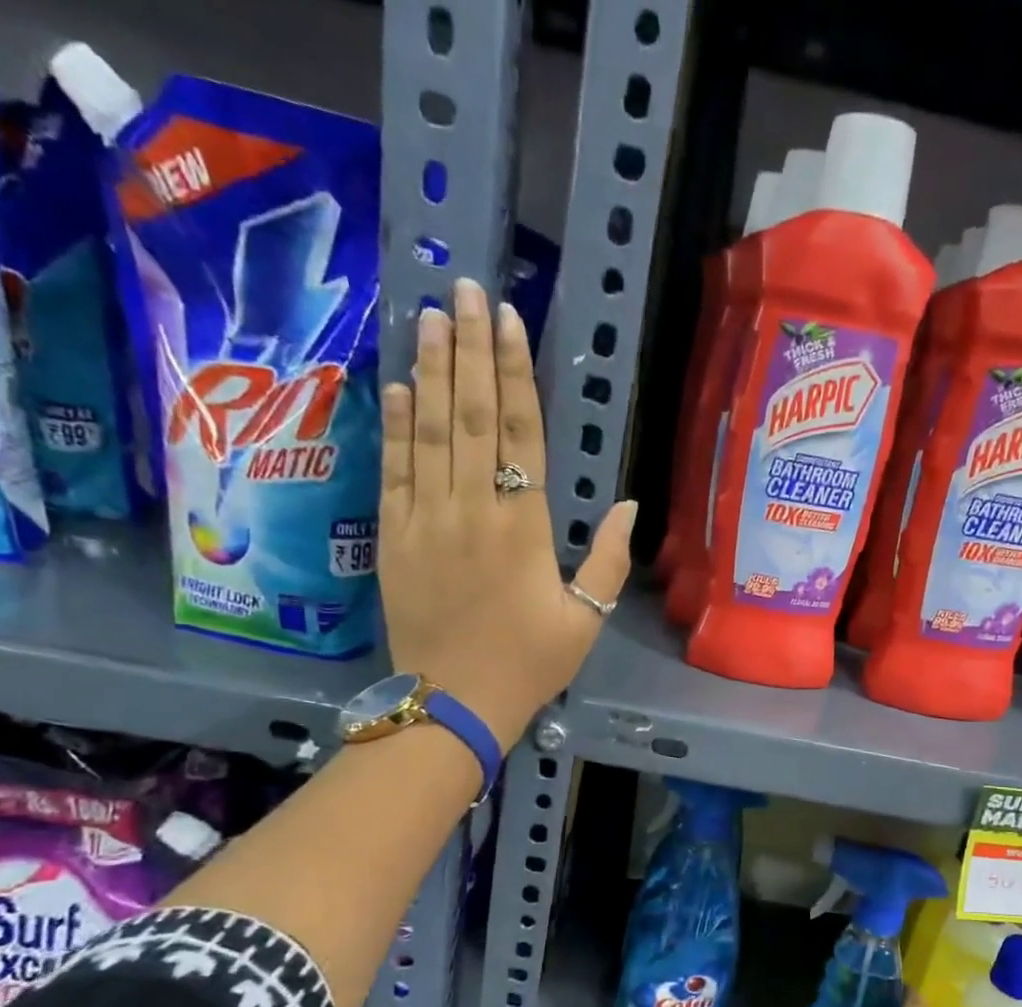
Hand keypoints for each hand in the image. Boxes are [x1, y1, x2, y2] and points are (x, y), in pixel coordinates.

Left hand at [378, 278, 635, 749]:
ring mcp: (426, 520)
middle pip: (471, 416)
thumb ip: (608, 560)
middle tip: (464, 288)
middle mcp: (472, 510)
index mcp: (523, 528)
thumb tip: (628, 503)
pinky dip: (397, 424)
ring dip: (432, 371)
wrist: (453, 702)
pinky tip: (400, 385)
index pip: (520, 434)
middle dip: (469, 350)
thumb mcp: (586, 620)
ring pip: (429, 432)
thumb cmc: (528, 664)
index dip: (515, 373)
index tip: (508, 319)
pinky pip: (394, 470)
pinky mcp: (393, 537)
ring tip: (432, 317)